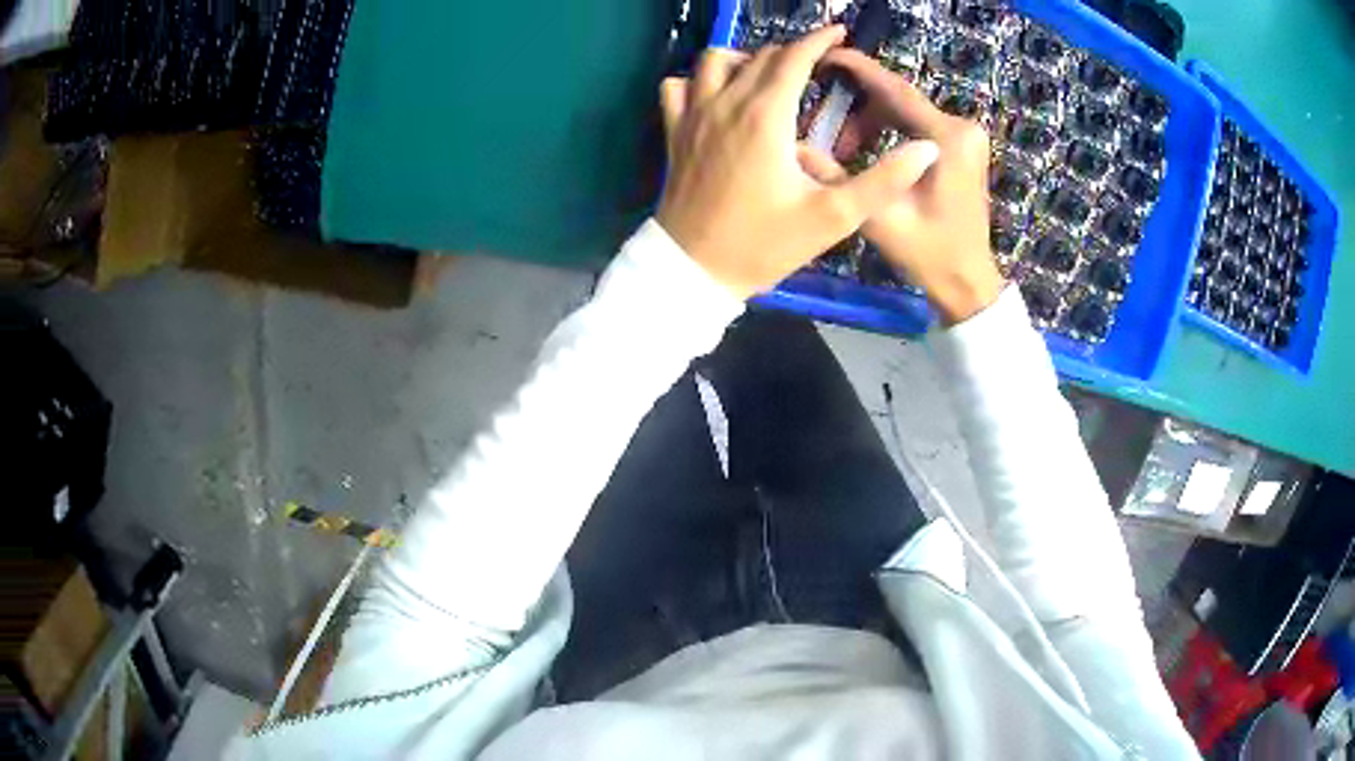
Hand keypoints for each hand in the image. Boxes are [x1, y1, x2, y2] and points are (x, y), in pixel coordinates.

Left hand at [657, 26, 941, 299]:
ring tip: (768, 77)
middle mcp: (726, 103)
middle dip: (793, 51)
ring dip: (744, 59)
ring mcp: (693, 115)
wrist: (694, 271)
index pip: (795, 57)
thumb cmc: (765, 245)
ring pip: (714, 61)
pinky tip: (717, 97)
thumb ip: (883, 181)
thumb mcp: (833, 218)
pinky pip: (677, 87)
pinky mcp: (674, 132)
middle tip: (817, 65)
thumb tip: (926, 149)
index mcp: (766, 115)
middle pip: (760, 56)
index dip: (820, 40)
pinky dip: (698, 80)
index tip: (839, 33)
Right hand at [802, 49, 1004, 324]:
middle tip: (827, 131)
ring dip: (871, 121)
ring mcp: (966, 135)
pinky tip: (867, 150)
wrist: (967, 281)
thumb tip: (795, 146)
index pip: (895, 90)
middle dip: (858, 108)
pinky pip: (917, 123)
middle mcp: (962, 127)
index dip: (857, 70)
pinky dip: (889, 129)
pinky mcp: (962, 145)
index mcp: (947, 139)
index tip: (824, 57)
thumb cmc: (929, 254)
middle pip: (899, 98)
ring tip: (844, 150)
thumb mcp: (878, 218)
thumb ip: (837, 177)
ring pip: (906, 109)